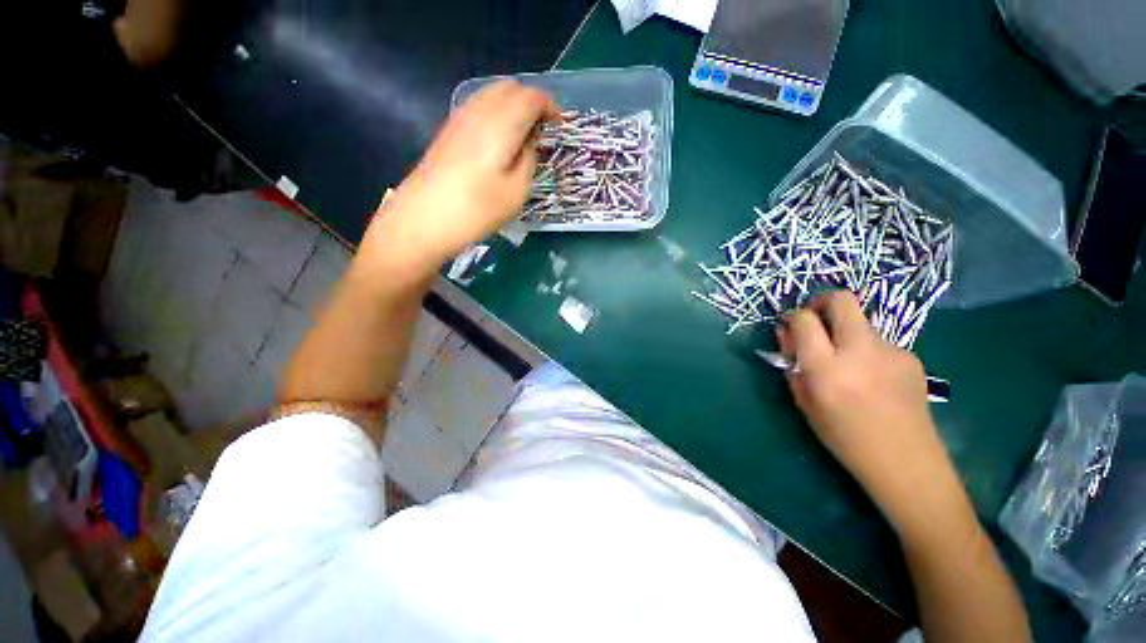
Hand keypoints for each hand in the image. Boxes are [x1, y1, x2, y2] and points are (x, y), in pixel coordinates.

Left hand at [359, 81, 557, 276]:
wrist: (424, 219)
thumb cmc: (476, 210)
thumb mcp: (517, 192)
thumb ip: (529, 160)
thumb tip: (530, 142)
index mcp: (502, 123)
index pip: (531, 97)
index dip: (550, 107)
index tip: (558, 126)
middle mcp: (479, 110)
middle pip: (511, 88)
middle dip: (532, 102)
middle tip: (542, 131)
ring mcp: (460, 118)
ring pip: (492, 94)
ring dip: (513, 107)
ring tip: (523, 137)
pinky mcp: (448, 130)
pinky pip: (479, 108)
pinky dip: (496, 115)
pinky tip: (499, 142)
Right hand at [778, 291, 956, 526]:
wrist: (907, 463)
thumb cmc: (844, 438)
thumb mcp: (804, 402)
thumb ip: (792, 364)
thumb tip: (787, 334)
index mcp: (827, 369)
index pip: (805, 320)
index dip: (793, 317)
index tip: (790, 324)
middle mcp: (860, 352)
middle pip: (842, 300)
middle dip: (822, 302)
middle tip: (814, 319)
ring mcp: (892, 352)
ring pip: (860, 322)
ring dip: (844, 331)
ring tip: (845, 363)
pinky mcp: (911, 357)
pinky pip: (877, 342)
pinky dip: (864, 350)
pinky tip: (870, 377)